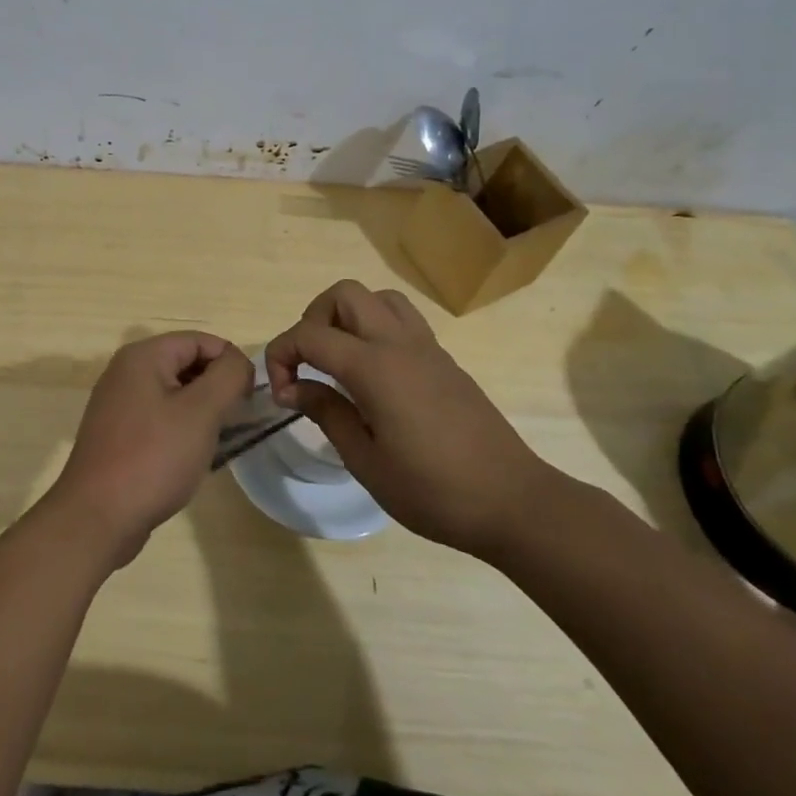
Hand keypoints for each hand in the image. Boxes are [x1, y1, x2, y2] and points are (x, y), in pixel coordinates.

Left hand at [49, 332, 255, 566]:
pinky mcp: (117, 433)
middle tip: (237, 418)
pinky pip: (159, 416)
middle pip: (185, 363)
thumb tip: (239, 362)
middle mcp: (125, 372)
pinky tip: (192, 454)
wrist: (98, 517)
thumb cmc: (154, 457)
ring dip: (201, 409)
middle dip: (216, 386)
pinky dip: (181, 427)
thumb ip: (228, 376)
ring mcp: (117, 403)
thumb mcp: (201, 411)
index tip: (250, 395)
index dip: (230, 362)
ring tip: (218, 438)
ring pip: (174, 392)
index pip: (200, 340)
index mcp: (142, 357)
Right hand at [264, 280, 557, 555]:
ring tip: (340, 362)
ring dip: (348, 317)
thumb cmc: (433, 491)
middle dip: (312, 320)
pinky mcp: (445, 360)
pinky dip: (375, 328)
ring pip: (377, 298)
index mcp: (375, 367)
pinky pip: (402, 319)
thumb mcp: (366, 462)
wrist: (514, 502)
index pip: (310, 334)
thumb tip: (294, 387)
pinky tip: (374, 376)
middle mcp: (399, 343)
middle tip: (309, 365)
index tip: (282, 395)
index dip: (281, 356)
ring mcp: (427, 347)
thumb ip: (327, 413)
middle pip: (344, 294)